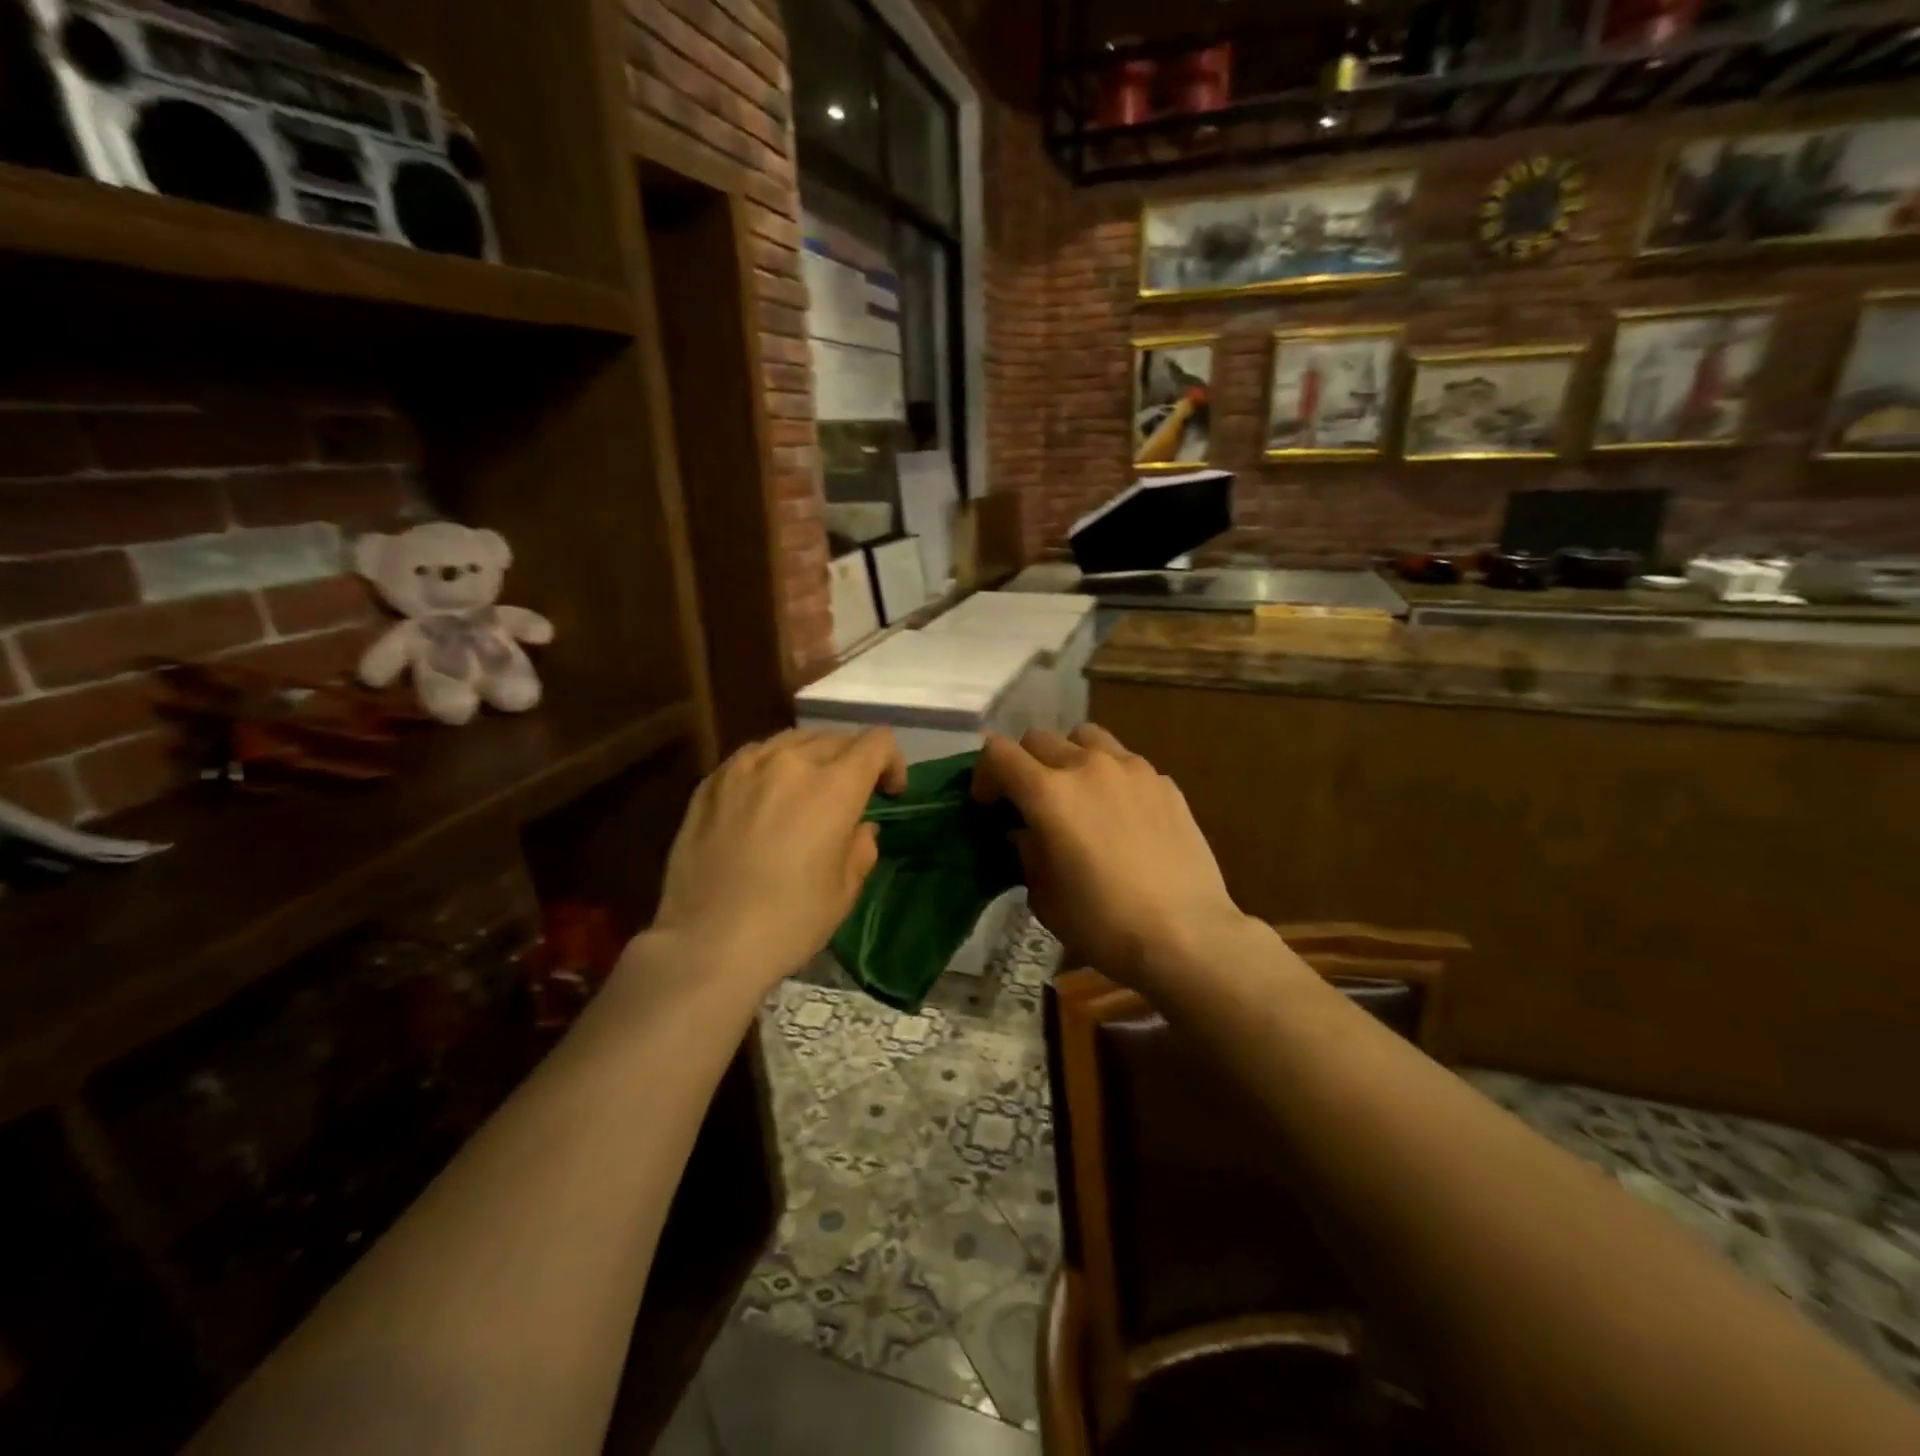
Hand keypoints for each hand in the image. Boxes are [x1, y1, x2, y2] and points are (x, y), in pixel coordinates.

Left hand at [649, 728, 907, 998]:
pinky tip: (765, 798)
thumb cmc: (789, 921)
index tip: (888, 793)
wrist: (705, 941)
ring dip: (812, 757)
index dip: (891, 762)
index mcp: (835, 786)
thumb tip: (859, 827)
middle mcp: (792, 762)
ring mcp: (746, 766)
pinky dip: (772, 766)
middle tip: (850, 797)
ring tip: (807, 791)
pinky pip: (754, 755)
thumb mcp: (845, 891)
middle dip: (853, 760)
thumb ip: (861, 847)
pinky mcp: (712, 780)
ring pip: (792, 739)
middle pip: (835, 738)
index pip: (876, 743)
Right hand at [973, 726, 1251, 996]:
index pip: (999, 753)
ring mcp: (1132, 769)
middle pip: (1039, 739)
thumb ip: (1027, 853)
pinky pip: (1125, 762)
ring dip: (1068, 756)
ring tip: (1075, 792)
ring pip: (1086, 737)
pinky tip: (1120, 814)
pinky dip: (1110, 776)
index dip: (985, 775)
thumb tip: (1025, 833)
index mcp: (1049, 793)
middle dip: (1023, 765)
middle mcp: (1088, 767)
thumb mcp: (1045, 897)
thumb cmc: (1104, 924)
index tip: (989, 806)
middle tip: (1029, 802)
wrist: (1186, 935)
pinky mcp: (1165, 782)